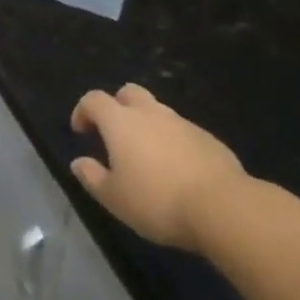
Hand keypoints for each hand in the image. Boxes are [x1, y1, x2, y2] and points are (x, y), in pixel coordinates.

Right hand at [70, 85, 246, 251]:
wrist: (221, 206)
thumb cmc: (157, 201)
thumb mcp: (114, 198)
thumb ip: (92, 177)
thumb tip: (79, 162)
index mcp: (121, 122)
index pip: (94, 99)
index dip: (83, 110)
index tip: (81, 131)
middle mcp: (150, 113)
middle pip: (128, 92)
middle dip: (116, 106)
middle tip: (113, 134)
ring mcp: (181, 122)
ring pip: (157, 110)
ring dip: (145, 124)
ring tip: (145, 156)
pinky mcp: (206, 137)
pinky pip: (180, 130)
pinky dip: (170, 140)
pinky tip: (175, 169)